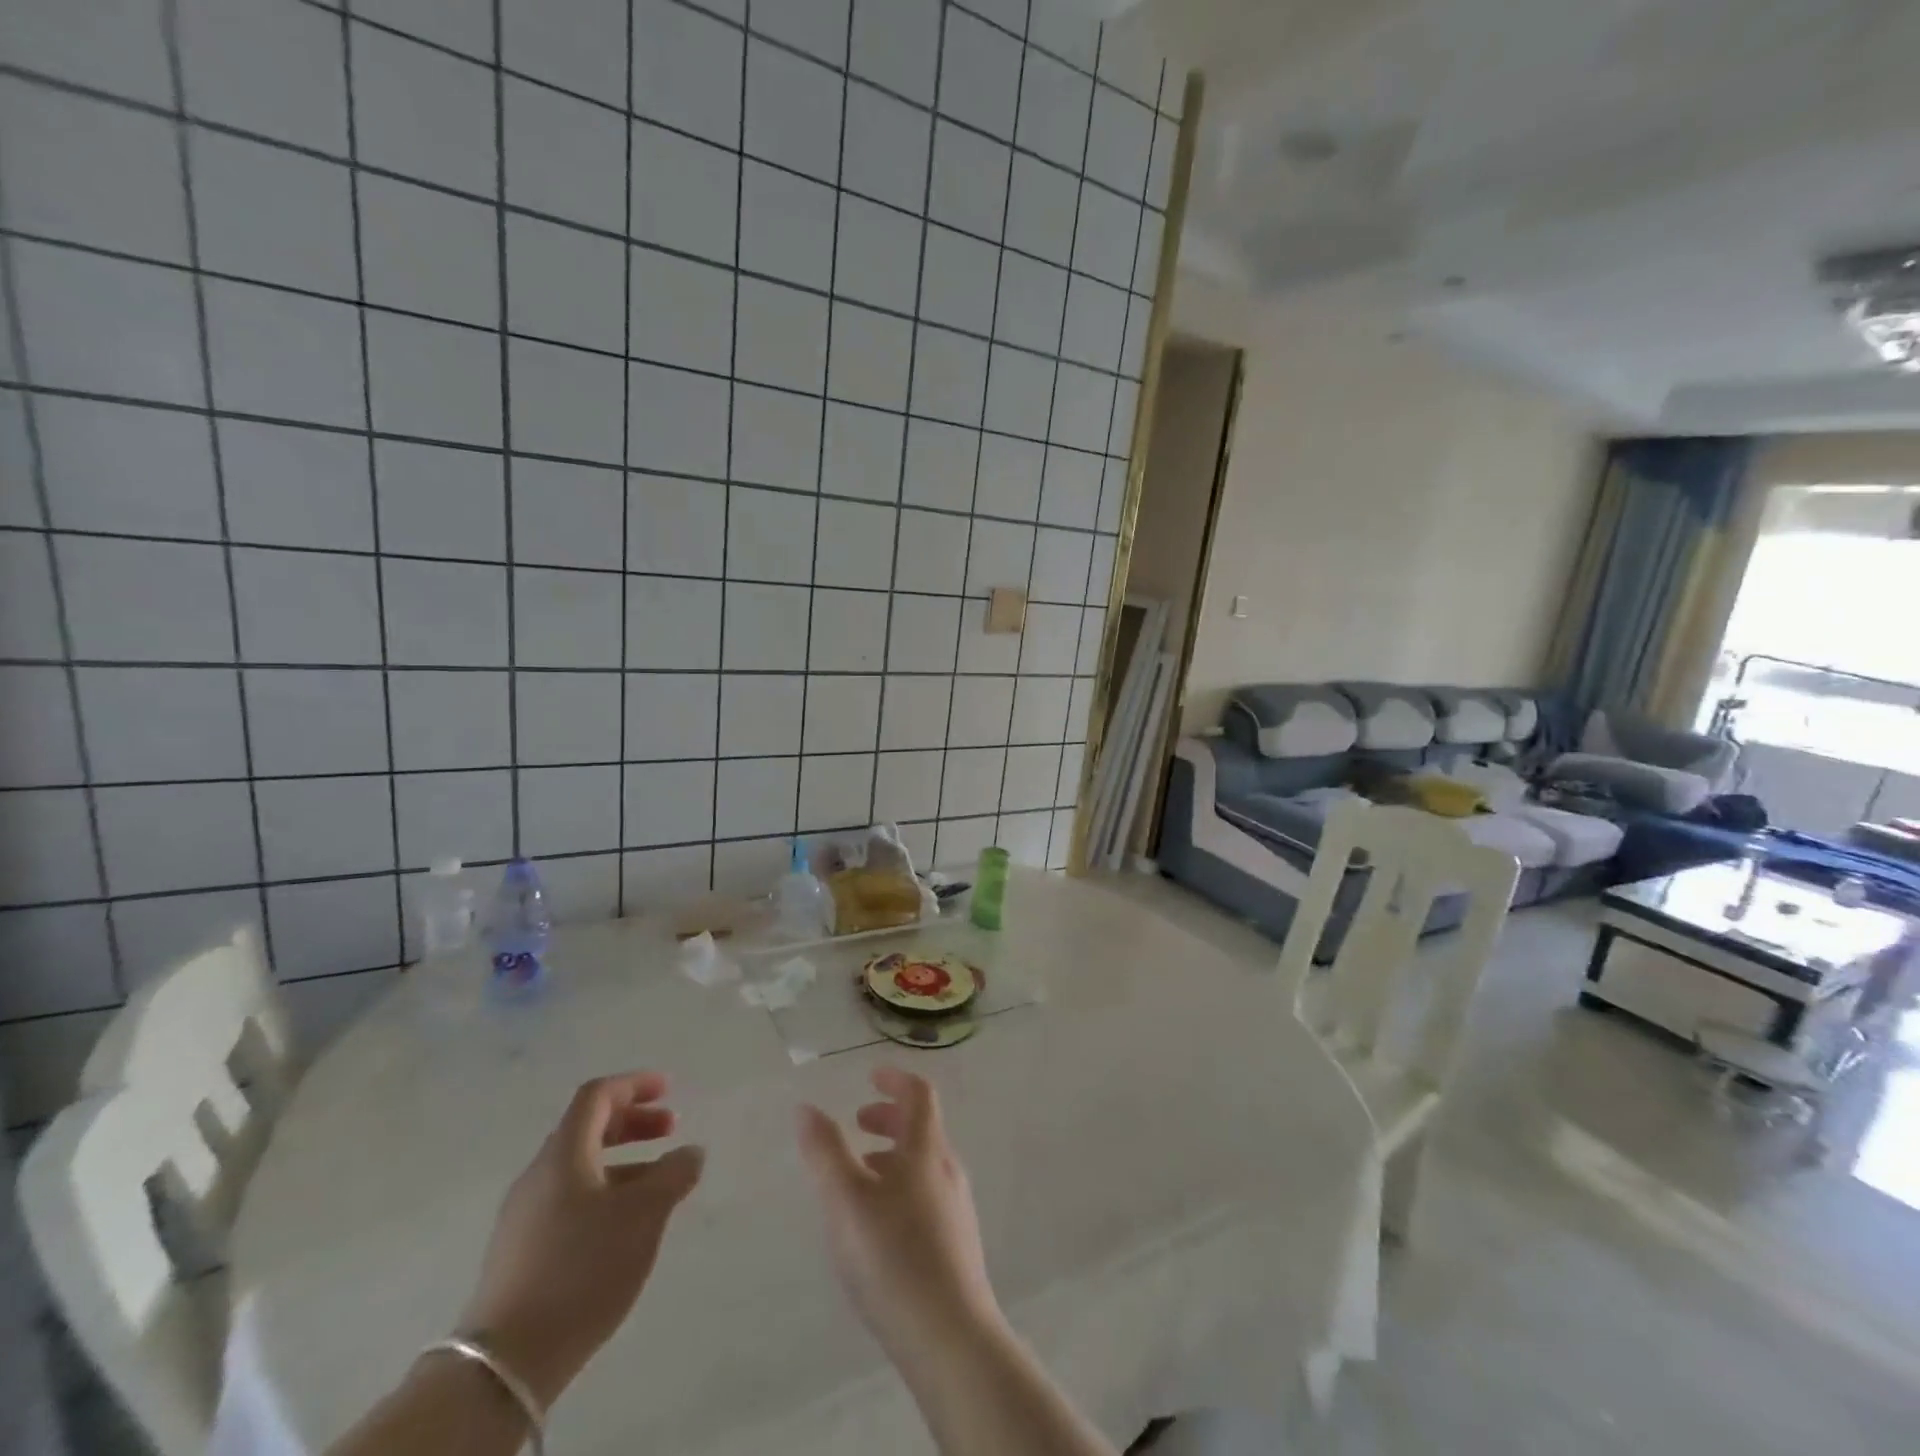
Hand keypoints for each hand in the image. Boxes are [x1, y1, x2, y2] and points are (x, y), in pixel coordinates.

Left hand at [460, 1072, 703, 1408]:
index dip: (634, 1085)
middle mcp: (539, 1176)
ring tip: (658, 1184)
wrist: (505, 1363)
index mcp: (563, 1154)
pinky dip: (604, 1193)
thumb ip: (674, 1174)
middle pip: (587, 1129)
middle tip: (671, 1129)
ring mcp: (524, 1217)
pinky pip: (569, 1202)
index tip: (668, 1089)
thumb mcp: (644, 1215)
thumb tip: (691, 1152)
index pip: (596, 1096)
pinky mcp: (520, 1253)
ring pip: (580, 1169)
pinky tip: (625, 1226)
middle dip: (632, 1123)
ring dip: (623, 1162)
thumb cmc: (582, 1268)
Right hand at [796, 1067, 1003, 1362]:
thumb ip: (825, 1152)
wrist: (949, 1336)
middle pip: (922, 1128)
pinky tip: (878, 1226)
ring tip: (858, 1178)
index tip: (871, 1076)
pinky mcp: (956, 1244)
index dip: (895, 1079)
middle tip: (857, 1125)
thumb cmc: (893, 1257)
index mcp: (926, 1150)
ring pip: (923, 1164)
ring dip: (892, 1156)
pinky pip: (927, 1196)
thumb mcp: (846, 1199)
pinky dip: (901, 1187)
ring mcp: (957, 1208)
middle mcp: (947, 1169)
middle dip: (888, 1119)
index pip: (919, 1094)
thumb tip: (806, 1108)